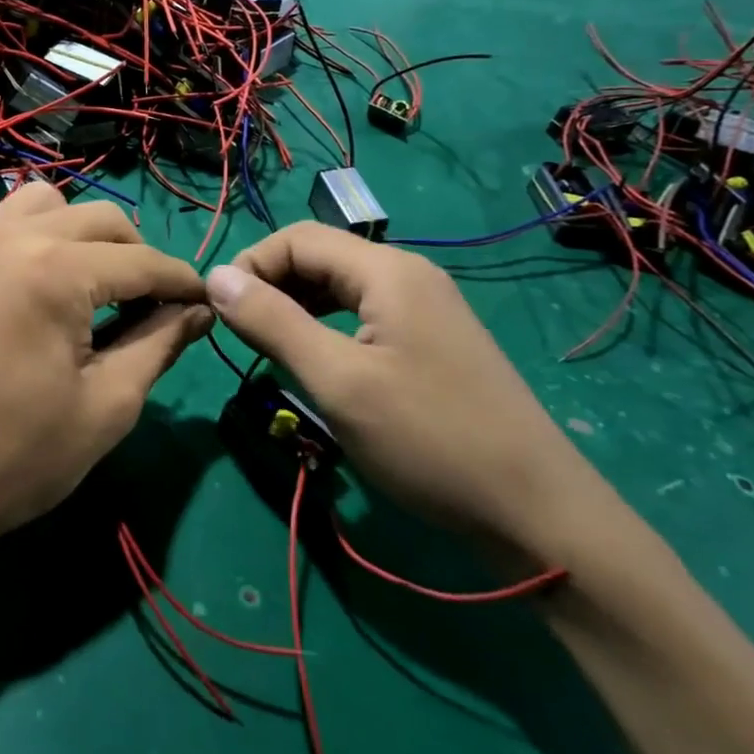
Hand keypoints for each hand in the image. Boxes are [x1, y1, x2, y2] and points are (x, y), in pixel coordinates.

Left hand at [0, 183, 211, 554]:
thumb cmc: (17, 456)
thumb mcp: (107, 406)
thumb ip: (160, 345)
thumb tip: (199, 311)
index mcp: (54, 271)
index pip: (141, 262)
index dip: (182, 283)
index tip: (208, 304)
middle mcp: (12, 238)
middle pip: (101, 220)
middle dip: (139, 256)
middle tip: (153, 306)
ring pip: (49, 203)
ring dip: (86, 234)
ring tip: (94, 286)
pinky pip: (6, 222)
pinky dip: (39, 235)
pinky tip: (44, 286)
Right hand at [204, 223, 608, 560]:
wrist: (537, 514)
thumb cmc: (429, 440)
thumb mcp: (338, 381)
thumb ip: (272, 323)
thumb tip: (216, 277)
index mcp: (387, 271)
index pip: (297, 238)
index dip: (250, 266)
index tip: (219, 314)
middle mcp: (408, 275)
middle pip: (319, 257)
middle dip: (270, 286)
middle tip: (239, 336)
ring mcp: (425, 308)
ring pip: (339, 288)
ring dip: (294, 308)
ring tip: (267, 349)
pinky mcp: (432, 341)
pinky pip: (363, 315)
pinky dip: (325, 327)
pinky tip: (314, 360)